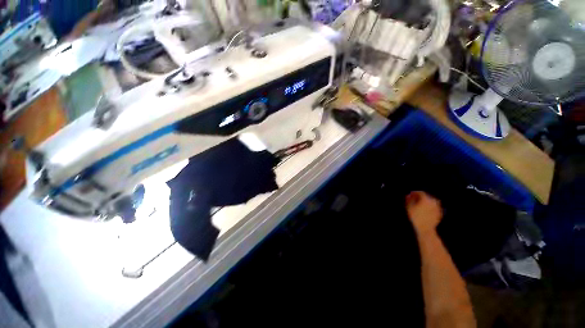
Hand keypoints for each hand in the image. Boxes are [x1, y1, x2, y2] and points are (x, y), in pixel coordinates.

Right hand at [405, 191, 442, 235]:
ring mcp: (438, 208)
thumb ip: (409, 200)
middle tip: (414, 200)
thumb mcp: (409, 207)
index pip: (420, 193)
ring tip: (419, 205)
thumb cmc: (415, 217)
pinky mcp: (440, 213)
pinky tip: (425, 210)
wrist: (425, 229)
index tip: (410, 195)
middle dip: (420, 198)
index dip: (414, 193)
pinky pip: (434, 207)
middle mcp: (433, 202)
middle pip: (426, 197)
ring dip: (425, 202)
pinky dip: (429, 207)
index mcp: (426, 199)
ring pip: (431, 202)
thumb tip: (409, 196)